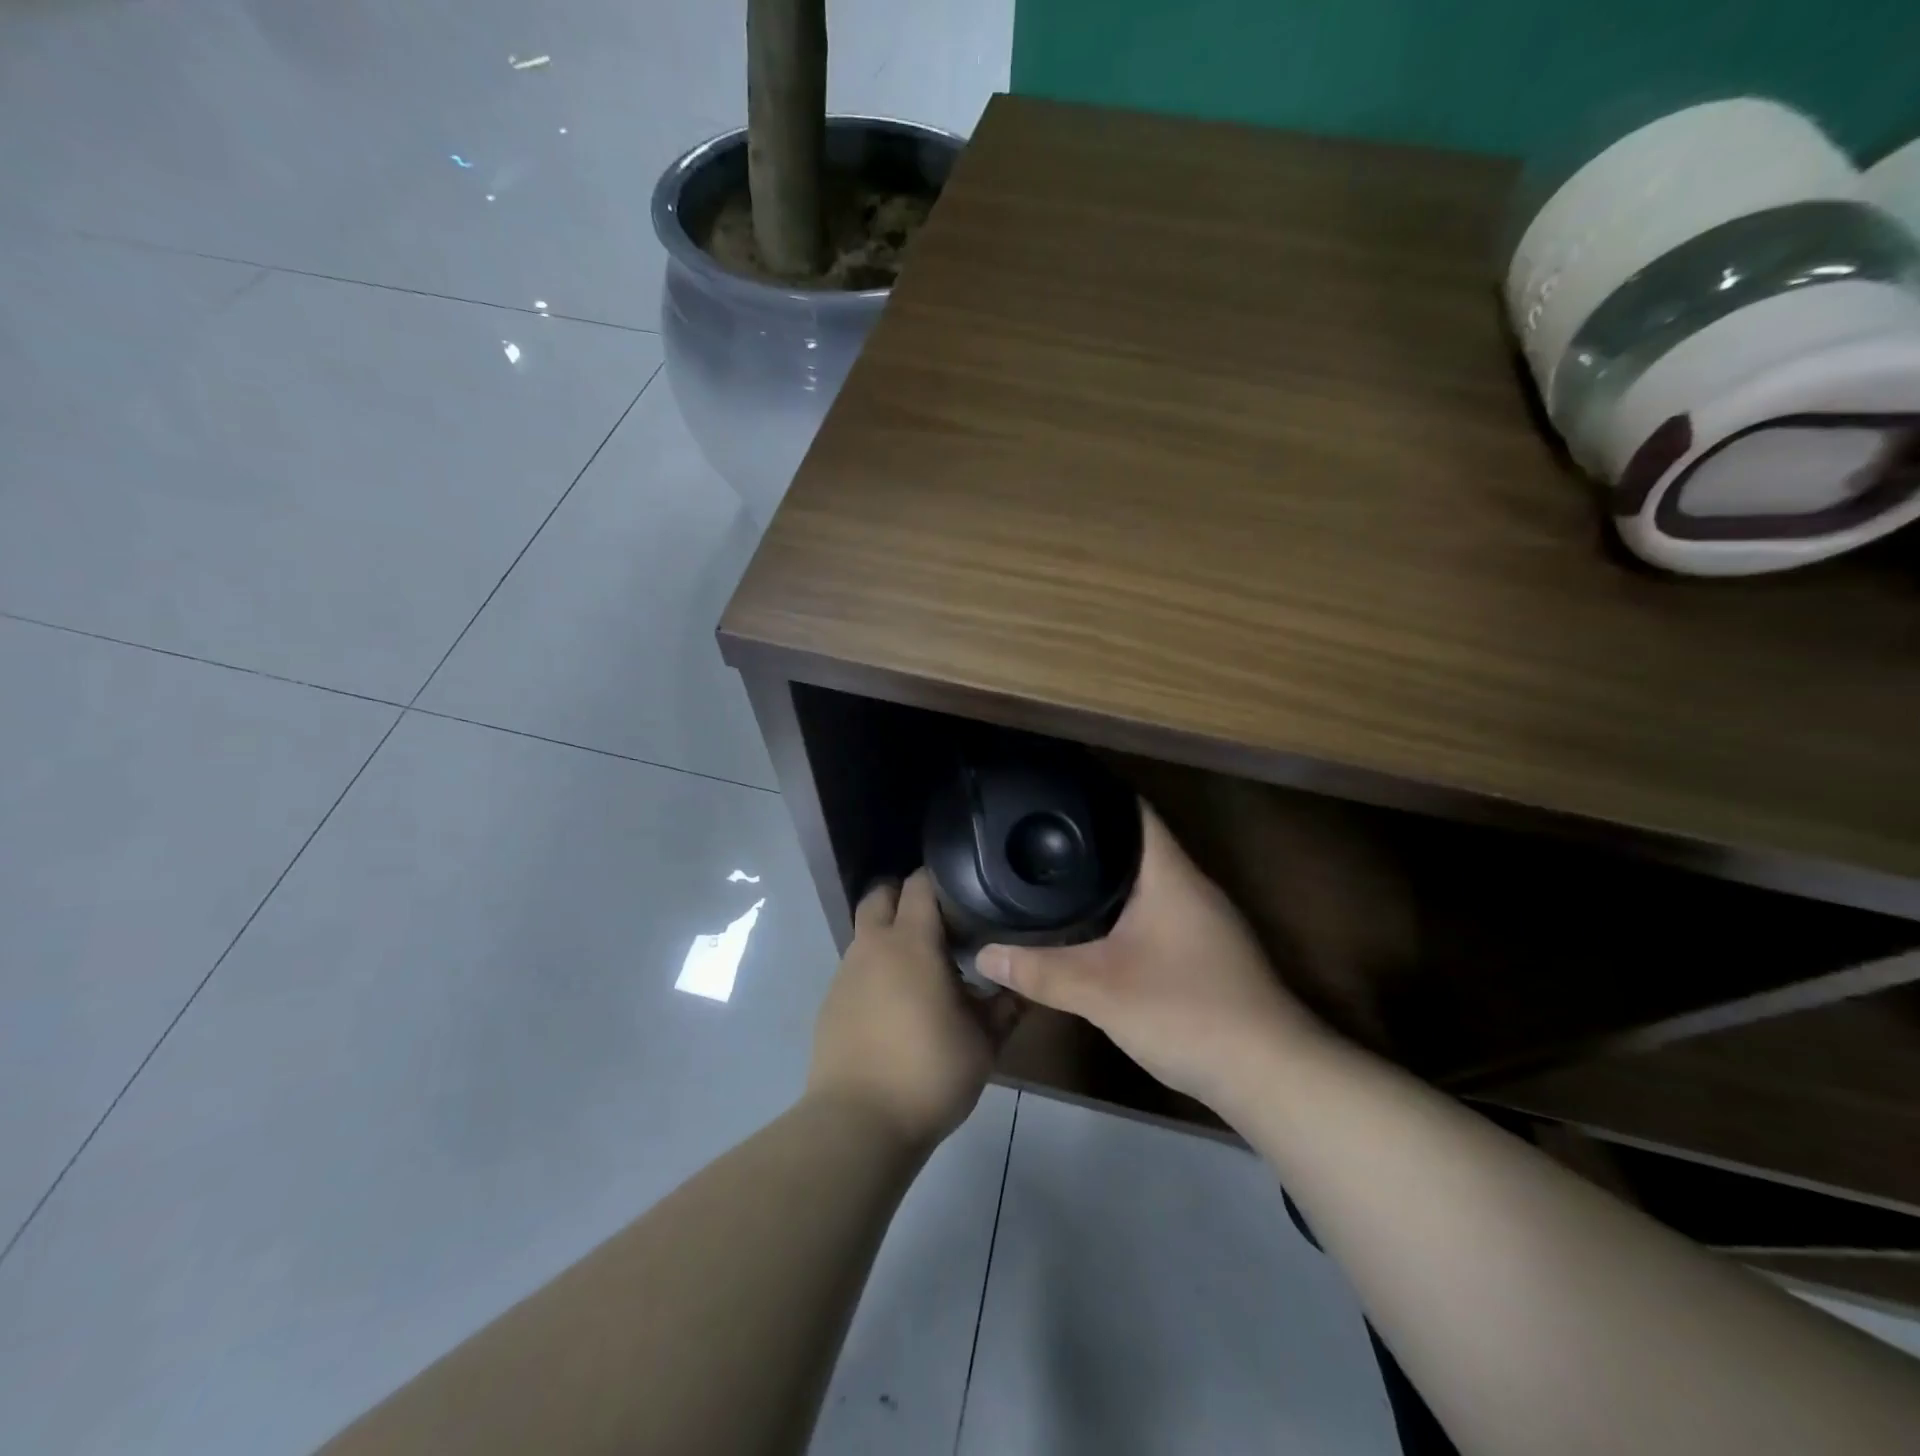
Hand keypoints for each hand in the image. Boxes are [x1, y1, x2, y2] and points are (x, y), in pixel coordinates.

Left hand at [808, 869, 1020, 1150]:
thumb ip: (1006, 1005)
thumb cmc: (929, 1072)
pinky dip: (875, 968)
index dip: (942, 881)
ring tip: (922, 968)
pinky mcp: (831, 1001)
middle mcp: (873, 946)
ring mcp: (846, 973)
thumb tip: (1024, 983)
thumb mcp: (984, 1041)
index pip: (920, 883)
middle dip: (905, 896)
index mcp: (911, 942)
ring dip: (890, 935)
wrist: (859, 1123)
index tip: (967, 894)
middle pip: (881, 894)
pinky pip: (856, 966)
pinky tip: (896, 1004)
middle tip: (939, 922)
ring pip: (866, 931)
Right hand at [975, 803, 1324, 1112]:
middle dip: (1091, 841)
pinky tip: (1096, 928)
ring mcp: (1205, 922)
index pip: (1135, 812)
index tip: (1054, 793)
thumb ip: (1040, 971)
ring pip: (1149, 884)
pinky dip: (1125, 912)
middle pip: (1139, 846)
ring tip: (1057, 875)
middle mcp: (1192, 887)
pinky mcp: (1208, 953)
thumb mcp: (1100, 990)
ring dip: (1109, 879)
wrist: (1268, 1074)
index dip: (1096, 796)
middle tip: (1040, 838)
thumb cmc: (1186, 1011)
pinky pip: (1158, 914)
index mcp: (1171, 875)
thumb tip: (984, 955)